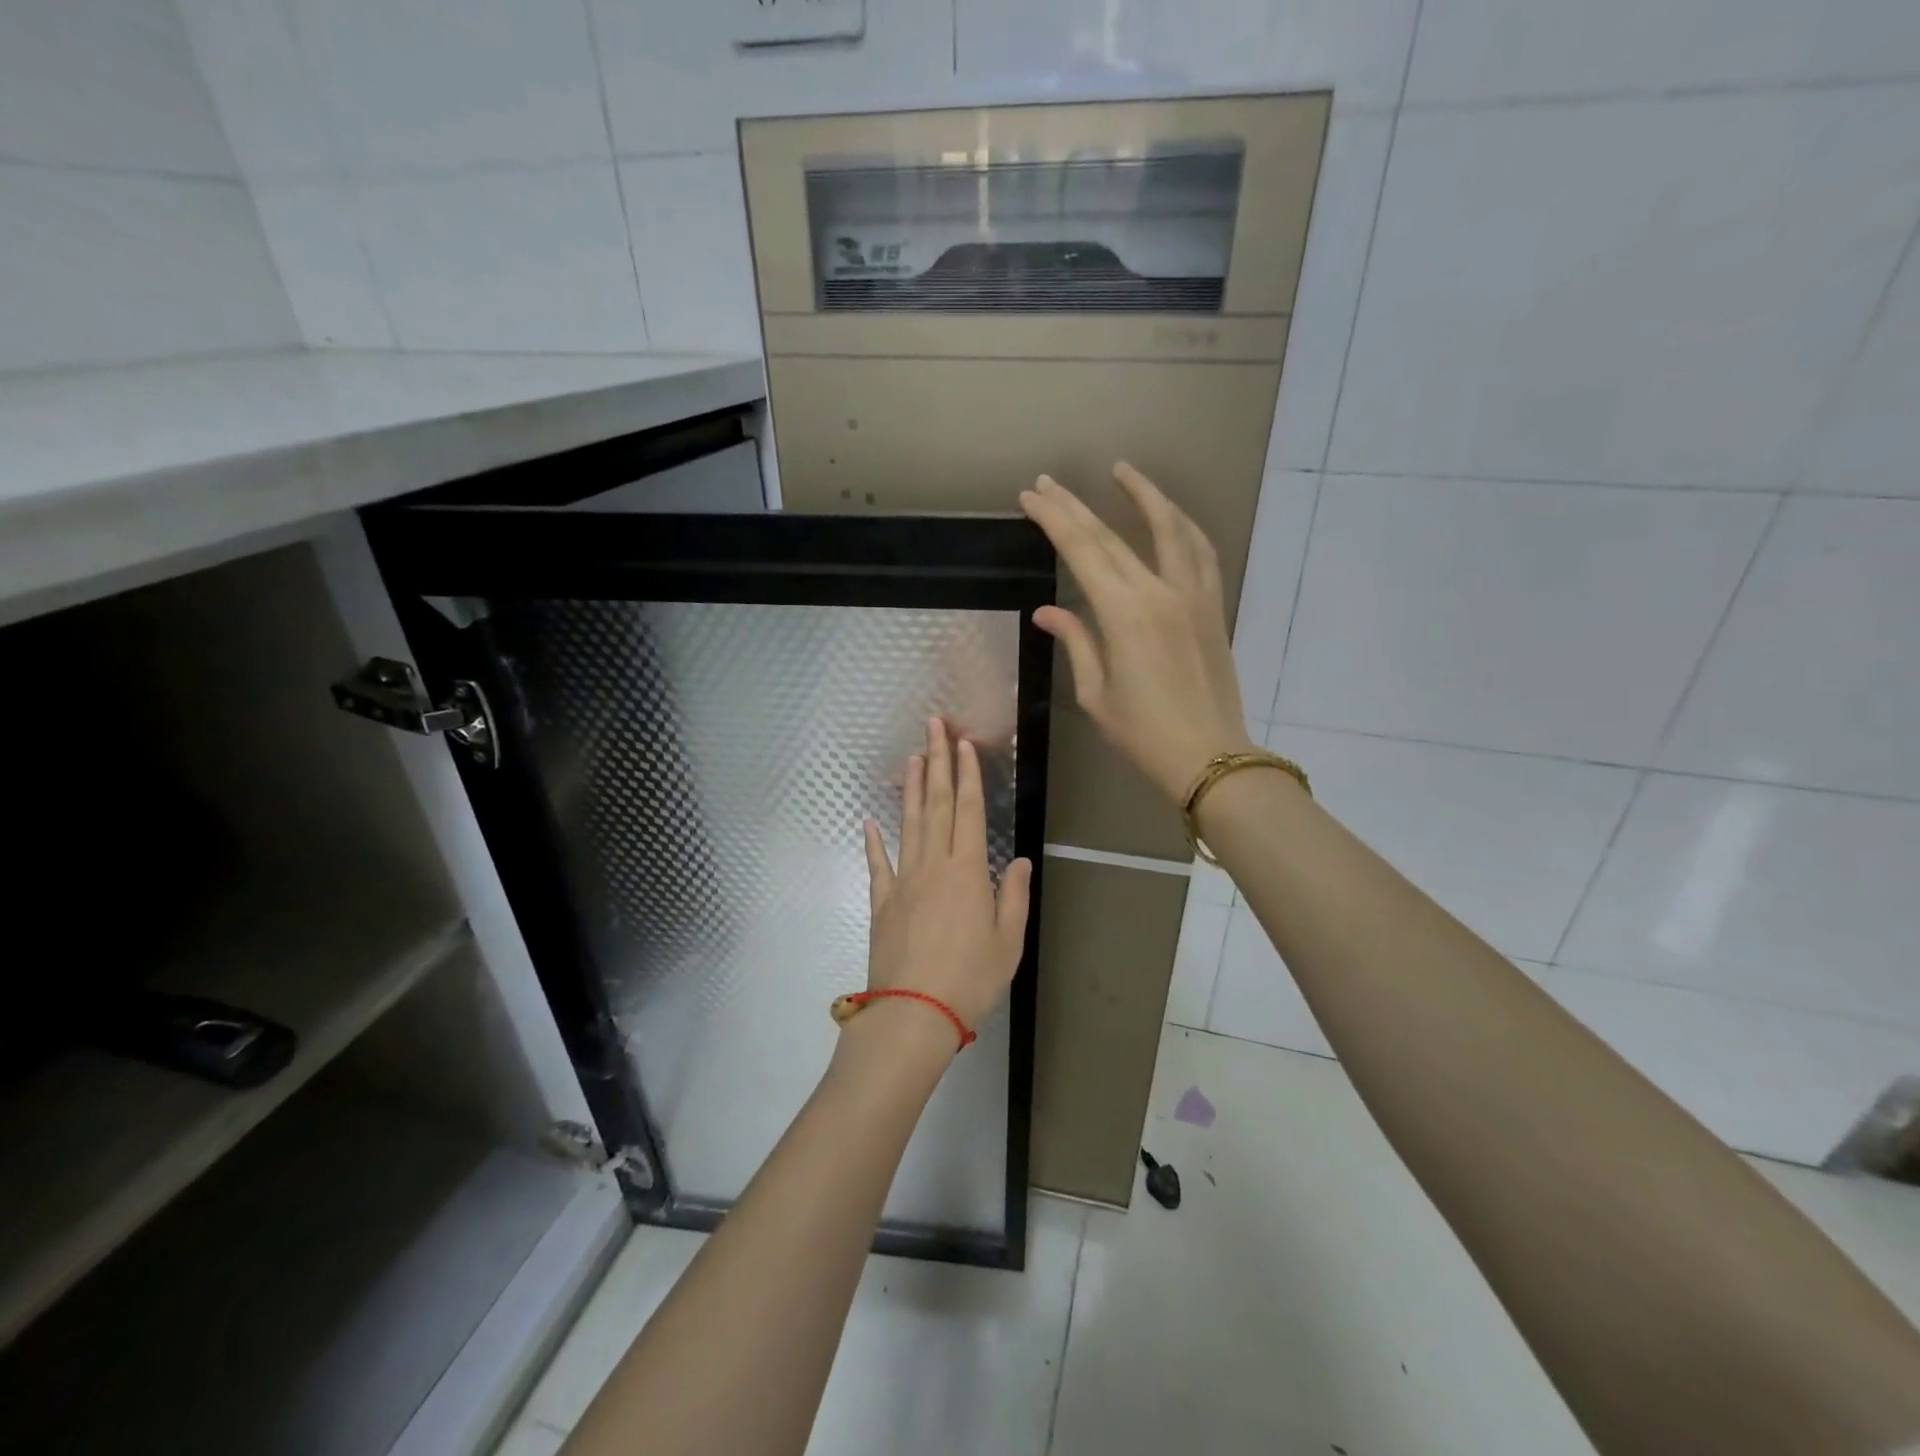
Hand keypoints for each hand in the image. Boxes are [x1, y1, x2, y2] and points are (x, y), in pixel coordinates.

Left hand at [861, 718, 1032, 1036]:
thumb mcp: (1008, 942)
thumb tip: (1018, 860)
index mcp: (967, 871)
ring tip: (911, 757)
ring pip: (908, 823)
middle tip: (933, 726)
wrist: (913, 1013)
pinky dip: (873, 840)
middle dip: (937, 762)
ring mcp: (903, 880)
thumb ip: (1013, 897)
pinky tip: (869, 820)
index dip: (966, 775)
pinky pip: (878, 863)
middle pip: (935, 804)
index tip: (962, 744)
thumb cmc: (970, 979)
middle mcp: (933, 865)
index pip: (967, 810)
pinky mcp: (882, 901)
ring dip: (910, 788)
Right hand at [1019, 464, 1256, 802]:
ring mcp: (1193, 594)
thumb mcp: (1096, 693)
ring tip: (1122, 471)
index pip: (1082, 551)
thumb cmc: (1143, 733)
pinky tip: (1170, 515)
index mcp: (1124, 614)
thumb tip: (1048, 612)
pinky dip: (1183, 526)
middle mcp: (1160, 591)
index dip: (1054, 519)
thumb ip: (1077, 642)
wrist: (1209, 756)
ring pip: (1170, 528)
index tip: (1031, 496)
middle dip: (1077, 505)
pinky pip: (1200, 551)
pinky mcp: (1213, 605)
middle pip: (1113, 535)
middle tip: (1049, 482)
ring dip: (1144, 495)